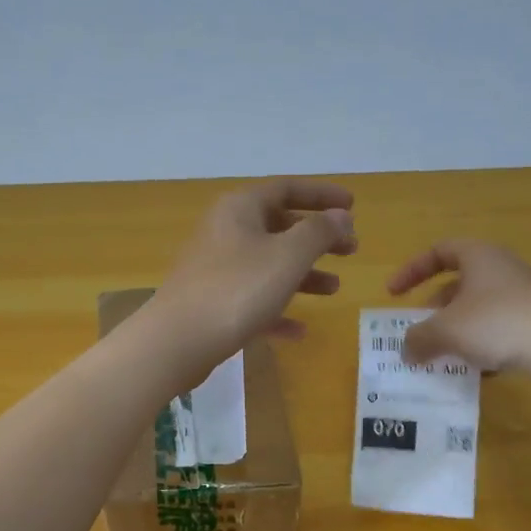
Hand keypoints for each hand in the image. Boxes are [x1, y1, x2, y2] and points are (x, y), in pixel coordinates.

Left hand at [144, 179, 356, 381]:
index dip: (322, 195)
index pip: (286, 188)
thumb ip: (319, 232)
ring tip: (334, 290)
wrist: (177, 341)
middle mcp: (225, 231)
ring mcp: (215, 269)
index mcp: (240, 208)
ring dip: (303, 275)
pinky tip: (298, 331)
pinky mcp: (211, 303)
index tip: (353, 206)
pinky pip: (252, 299)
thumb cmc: (237, 290)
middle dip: (317, 239)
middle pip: (278, 226)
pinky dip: (277, 309)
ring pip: (267, 265)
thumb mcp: (287, 256)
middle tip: (350, 251)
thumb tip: (340, 216)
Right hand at [388, 239, 530, 376]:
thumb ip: (418, 339)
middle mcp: (502, 269)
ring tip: (444, 355)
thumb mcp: (446, 331)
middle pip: (458, 283)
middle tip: (420, 331)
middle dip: (434, 309)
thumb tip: (405, 350)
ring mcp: (524, 294)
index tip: (393, 294)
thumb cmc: (498, 323)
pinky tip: (478, 370)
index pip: (438, 252)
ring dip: (456, 330)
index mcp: (478, 257)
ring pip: (478, 308)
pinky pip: (500, 328)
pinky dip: (482, 344)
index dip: (411, 270)